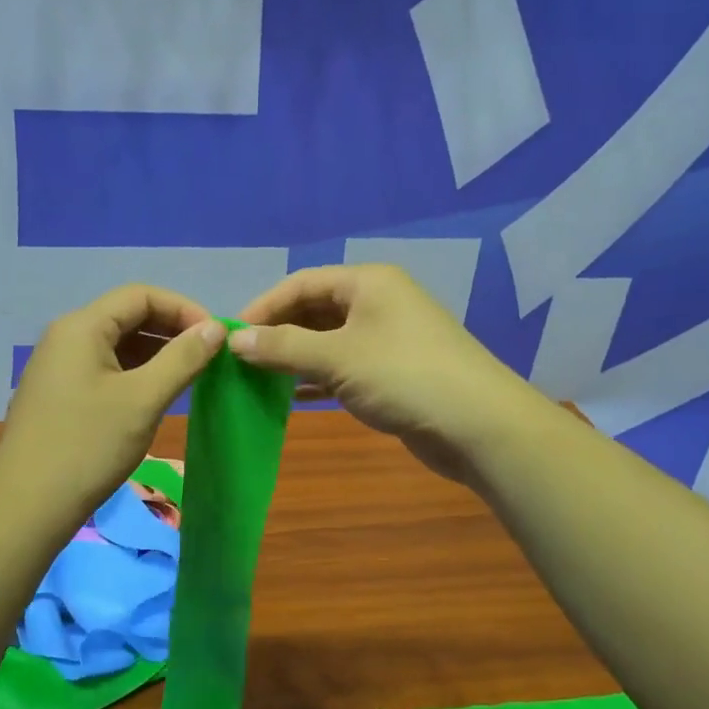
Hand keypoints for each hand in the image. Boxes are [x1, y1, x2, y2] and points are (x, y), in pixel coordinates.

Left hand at [0, 285, 226, 533]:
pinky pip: (104, 368)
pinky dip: (135, 373)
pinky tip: (156, 395)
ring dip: (156, 353)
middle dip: (171, 330)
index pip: (141, 295)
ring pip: (116, 344)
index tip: (216, 337)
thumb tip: (216, 327)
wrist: (27, 508)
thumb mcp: (143, 399)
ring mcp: (58, 367)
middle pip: (127, 315)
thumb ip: (183, 358)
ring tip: (190, 376)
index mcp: (82, 327)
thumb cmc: (89, 447)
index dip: (184, 308)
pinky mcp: (58, 394)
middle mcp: (66, 337)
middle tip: (208, 356)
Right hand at [231, 264, 539, 484]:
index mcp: (368, 282)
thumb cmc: (404, 376)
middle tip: (241, 360)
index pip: (301, 283)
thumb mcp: (337, 358)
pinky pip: (345, 365)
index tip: (230, 336)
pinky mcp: (394, 371)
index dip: (264, 306)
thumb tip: (234, 339)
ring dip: (295, 356)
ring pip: (329, 340)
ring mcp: (389, 337)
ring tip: (257, 377)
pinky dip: (317, 376)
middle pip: (315, 309)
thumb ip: (283, 346)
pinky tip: (290, 395)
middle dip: (278, 332)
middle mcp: (378, 302)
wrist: (479, 425)